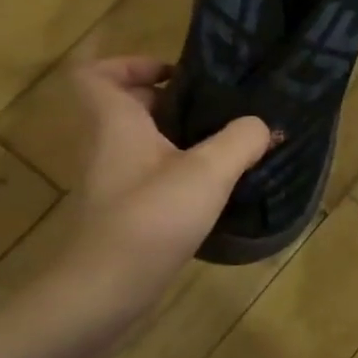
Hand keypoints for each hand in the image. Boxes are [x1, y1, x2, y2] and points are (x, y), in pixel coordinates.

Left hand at [48, 57, 269, 327]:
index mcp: (115, 123)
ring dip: (181, 140)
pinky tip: (216, 189)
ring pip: (143, 144)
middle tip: (217, 109)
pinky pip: (151, 176)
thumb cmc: (150, 219)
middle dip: (172, 101)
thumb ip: (241, 140)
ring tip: (228, 146)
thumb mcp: (208, 172)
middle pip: (127, 107)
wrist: (103, 294)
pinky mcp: (124, 213)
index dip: (130, 64)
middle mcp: (107, 147)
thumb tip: (261, 125)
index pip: (95, 74)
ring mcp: (114, 183)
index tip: (176, 74)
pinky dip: (180, 174)